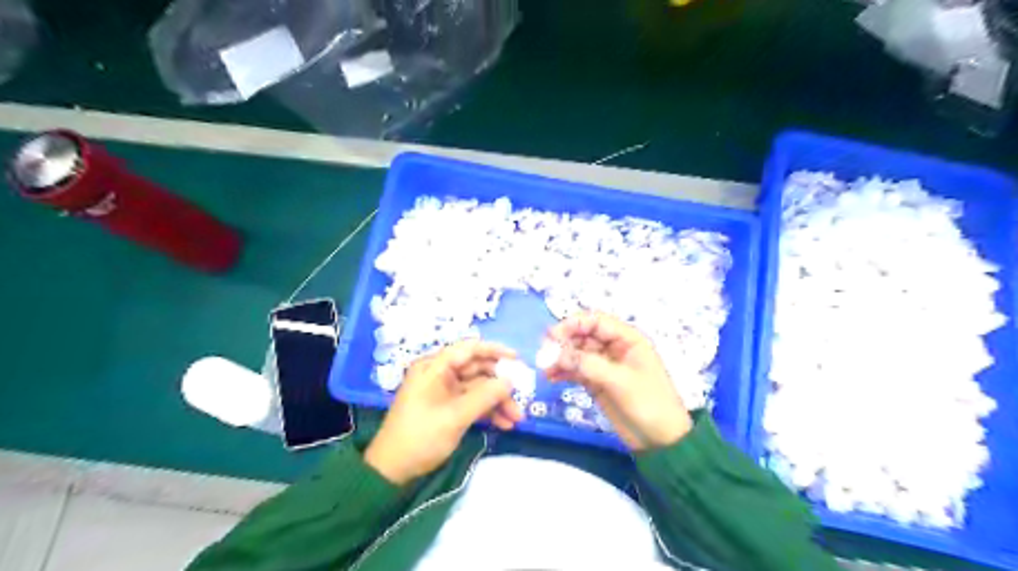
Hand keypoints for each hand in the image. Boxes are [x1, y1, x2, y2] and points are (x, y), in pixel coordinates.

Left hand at [364, 342, 518, 483]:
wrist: (392, 470)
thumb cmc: (421, 437)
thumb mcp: (455, 416)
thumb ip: (485, 396)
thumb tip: (510, 381)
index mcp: (434, 367)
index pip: (469, 349)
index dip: (495, 350)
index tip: (518, 360)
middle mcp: (439, 374)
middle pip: (476, 369)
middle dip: (500, 385)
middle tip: (521, 398)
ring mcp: (442, 391)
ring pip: (477, 388)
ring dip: (497, 401)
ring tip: (516, 419)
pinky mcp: (445, 407)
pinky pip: (471, 401)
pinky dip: (487, 410)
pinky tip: (504, 424)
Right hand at [550, 313, 691, 450]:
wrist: (661, 441)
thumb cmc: (649, 404)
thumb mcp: (620, 382)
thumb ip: (590, 365)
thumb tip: (559, 354)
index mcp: (628, 339)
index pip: (596, 321)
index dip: (573, 324)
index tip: (553, 336)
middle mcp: (614, 348)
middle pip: (583, 335)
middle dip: (563, 342)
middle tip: (544, 354)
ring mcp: (604, 365)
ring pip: (577, 353)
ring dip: (560, 358)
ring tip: (545, 369)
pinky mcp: (597, 382)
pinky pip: (576, 371)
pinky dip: (563, 372)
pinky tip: (550, 378)